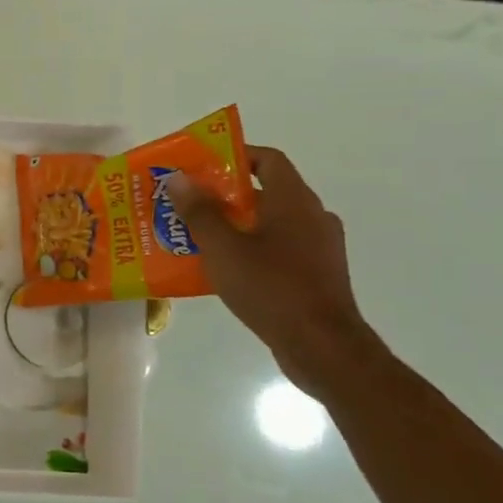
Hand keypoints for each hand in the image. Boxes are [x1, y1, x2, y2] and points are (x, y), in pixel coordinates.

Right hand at [167, 146, 385, 397]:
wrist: (322, 347)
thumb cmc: (271, 288)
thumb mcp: (223, 249)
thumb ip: (200, 212)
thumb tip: (180, 178)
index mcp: (294, 201)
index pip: (268, 159)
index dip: (236, 155)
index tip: (202, 166)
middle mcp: (313, 217)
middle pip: (267, 192)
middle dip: (226, 195)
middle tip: (189, 204)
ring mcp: (320, 248)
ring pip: (272, 224)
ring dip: (237, 225)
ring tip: (199, 238)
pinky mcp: (318, 275)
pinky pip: (280, 250)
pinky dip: (253, 250)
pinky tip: (225, 270)